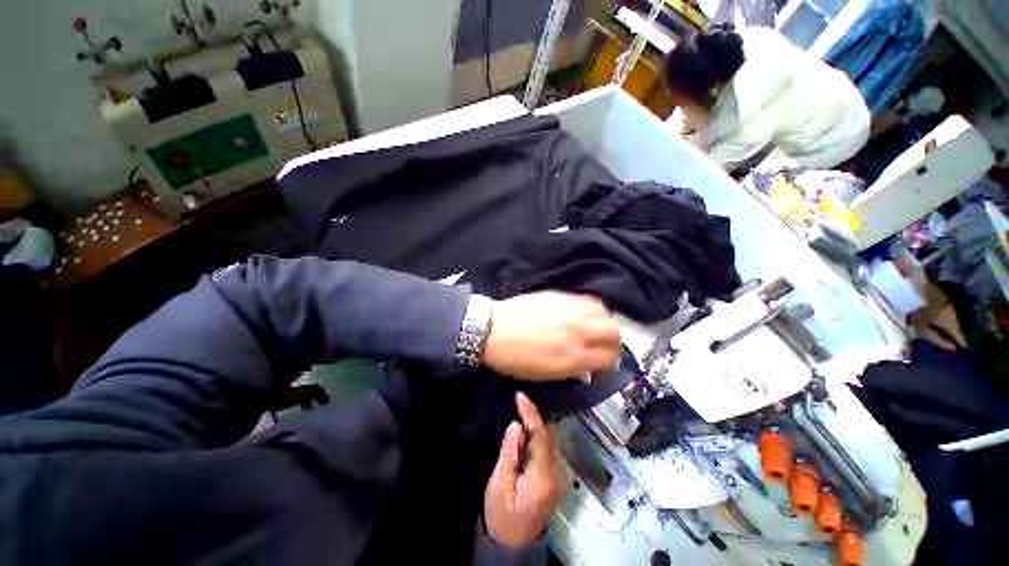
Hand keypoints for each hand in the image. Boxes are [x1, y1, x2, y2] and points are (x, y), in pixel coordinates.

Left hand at [482, 292, 620, 380]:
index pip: (609, 358)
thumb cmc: (515, 358)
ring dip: (604, 321)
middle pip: (614, 332)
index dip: (610, 362)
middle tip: (603, 343)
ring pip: (605, 312)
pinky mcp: (562, 297)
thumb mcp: (544, 374)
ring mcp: (571, 311)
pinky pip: (589, 299)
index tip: (605, 360)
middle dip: (613, 340)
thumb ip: (570, 371)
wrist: (492, 329)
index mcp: (573, 358)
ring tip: (593, 326)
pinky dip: (592, 307)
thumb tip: (587, 371)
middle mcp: (578, 332)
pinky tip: (583, 312)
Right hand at [484, 393, 565, 548]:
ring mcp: (559, 477)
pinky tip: (527, 432)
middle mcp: (557, 474)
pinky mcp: (556, 478)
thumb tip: (516, 425)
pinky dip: (538, 437)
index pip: (541, 436)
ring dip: (536, 426)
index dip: (531, 413)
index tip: (521, 396)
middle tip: (519, 402)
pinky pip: (548, 450)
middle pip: (548, 437)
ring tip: (522, 411)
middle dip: (533, 417)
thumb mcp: (499, 484)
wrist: (513, 543)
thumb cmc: (502, 515)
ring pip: (549, 441)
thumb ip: (509, 452)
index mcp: (543, 477)